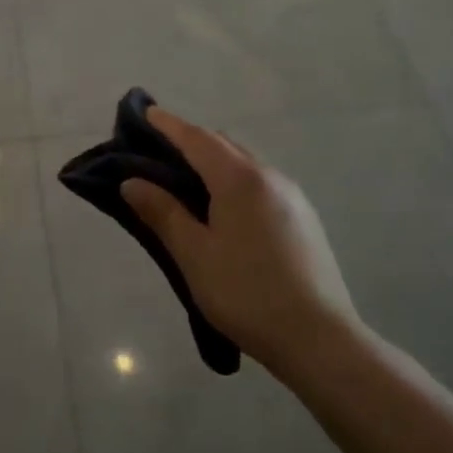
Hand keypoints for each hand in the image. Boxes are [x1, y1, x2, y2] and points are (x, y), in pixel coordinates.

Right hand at [120, 106, 359, 370]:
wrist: (320, 340)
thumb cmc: (246, 293)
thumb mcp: (194, 254)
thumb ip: (162, 212)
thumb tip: (131, 182)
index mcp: (239, 179)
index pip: (196, 138)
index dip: (168, 124)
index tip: (145, 112)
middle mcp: (269, 176)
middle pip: (223, 145)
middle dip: (190, 142)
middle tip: (158, 153)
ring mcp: (292, 197)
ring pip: (245, 164)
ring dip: (214, 162)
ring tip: (187, 183)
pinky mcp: (304, 219)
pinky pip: (261, 184)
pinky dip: (234, 181)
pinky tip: (225, 211)